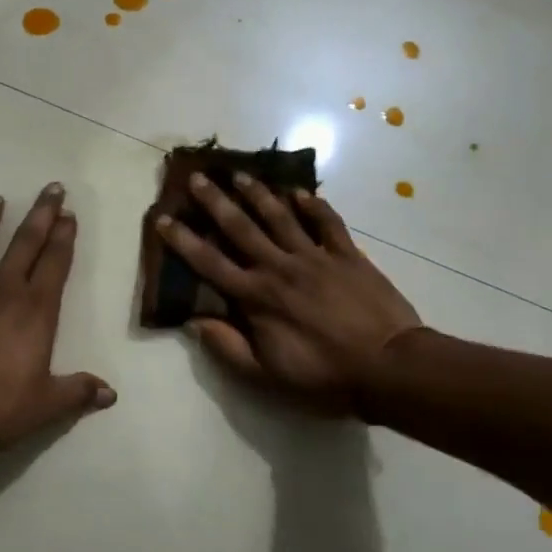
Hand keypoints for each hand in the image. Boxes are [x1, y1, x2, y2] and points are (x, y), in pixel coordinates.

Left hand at [0, 183, 114, 460]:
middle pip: (24, 244)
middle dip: (40, 214)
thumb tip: (111, 393)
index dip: (64, 237)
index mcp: (34, 311)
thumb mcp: (44, 406)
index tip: (69, 214)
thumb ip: (77, 393)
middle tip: (51, 189)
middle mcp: (0, 292)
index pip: (54, 264)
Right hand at [156, 174, 423, 415]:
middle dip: (215, 201)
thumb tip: (194, 321)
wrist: (388, 367)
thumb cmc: (323, 376)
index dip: (183, 240)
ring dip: (258, 193)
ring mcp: (315, 257)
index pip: (209, 263)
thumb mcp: (266, 376)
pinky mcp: (347, 255)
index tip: (163, 219)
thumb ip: (228, 347)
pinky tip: (301, 192)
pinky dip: (314, 205)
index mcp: (256, 297)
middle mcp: (279, 267)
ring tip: (241, 174)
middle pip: (241, 228)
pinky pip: (327, 223)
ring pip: (280, 216)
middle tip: (198, 177)